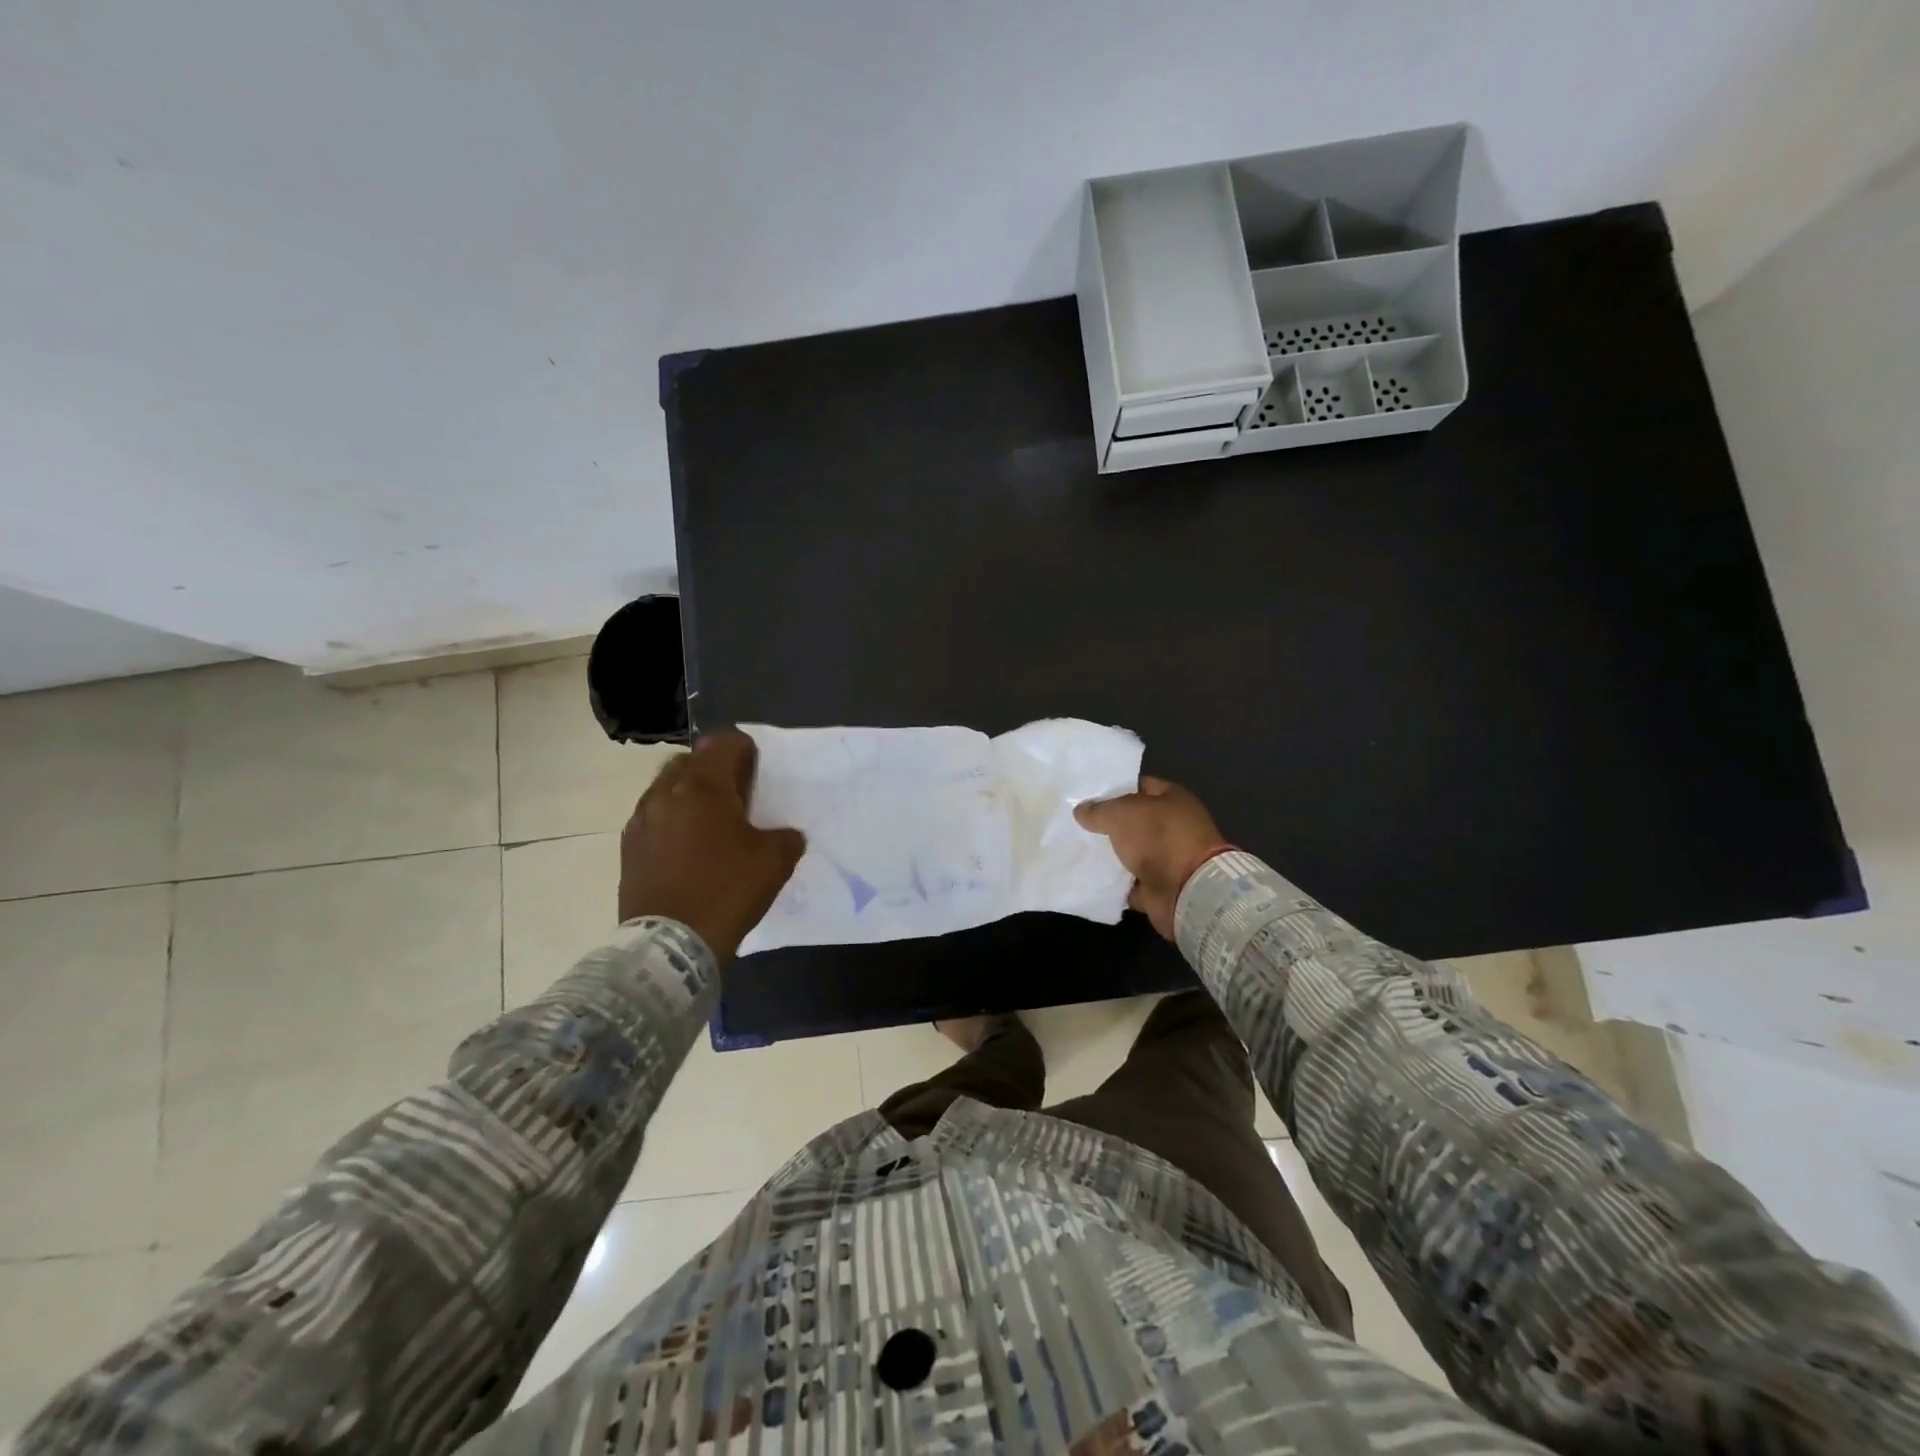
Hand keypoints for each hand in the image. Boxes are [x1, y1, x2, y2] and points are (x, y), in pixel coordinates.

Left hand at [618, 729, 805, 959]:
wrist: (671, 944)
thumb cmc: (727, 891)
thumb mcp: (774, 862)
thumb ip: (785, 837)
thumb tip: (784, 835)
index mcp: (703, 787)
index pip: (722, 743)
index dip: (743, 748)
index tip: (756, 766)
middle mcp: (666, 793)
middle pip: (689, 761)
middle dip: (712, 769)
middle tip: (735, 794)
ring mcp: (642, 820)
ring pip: (666, 788)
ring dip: (689, 795)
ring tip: (710, 822)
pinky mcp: (629, 847)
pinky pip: (653, 817)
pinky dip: (672, 821)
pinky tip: (688, 847)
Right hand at [1074, 776, 1231, 939]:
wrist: (1187, 891)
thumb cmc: (1159, 838)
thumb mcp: (1122, 814)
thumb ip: (1099, 810)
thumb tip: (1080, 810)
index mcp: (1172, 799)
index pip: (1139, 786)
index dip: (1113, 789)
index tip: (1086, 795)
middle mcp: (1173, 826)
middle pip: (1134, 821)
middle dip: (1108, 823)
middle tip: (1076, 823)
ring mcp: (1168, 858)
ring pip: (1131, 852)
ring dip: (1110, 854)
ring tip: (1077, 849)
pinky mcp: (1159, 886)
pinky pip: (1130, 881)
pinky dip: (1114, 882)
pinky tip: (1089, 876)